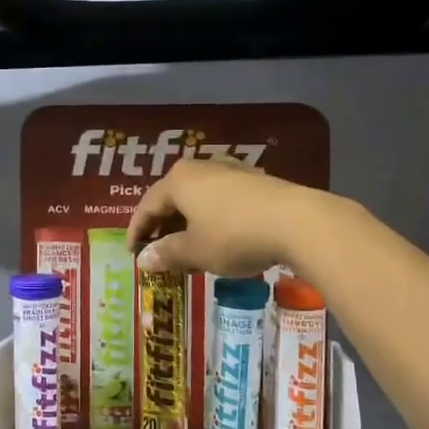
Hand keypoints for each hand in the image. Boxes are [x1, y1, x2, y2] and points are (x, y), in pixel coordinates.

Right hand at [128, 158, 334, 277]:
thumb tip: (144, 260)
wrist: (296, 222)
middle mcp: (201, 168)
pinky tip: (219, 241)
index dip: (136, 232)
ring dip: (188, 225)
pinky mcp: (255, 182)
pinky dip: (211, 221)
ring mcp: (231, 172)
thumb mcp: (195, 251)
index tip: (132, 255)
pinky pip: (221, 201)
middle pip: (172, 199)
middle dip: (163, 227)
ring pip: (198, 199)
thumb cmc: (233, 235)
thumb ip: (166, 254)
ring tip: (188, 251)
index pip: (147, 205)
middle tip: (158, 254)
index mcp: (178, 180)